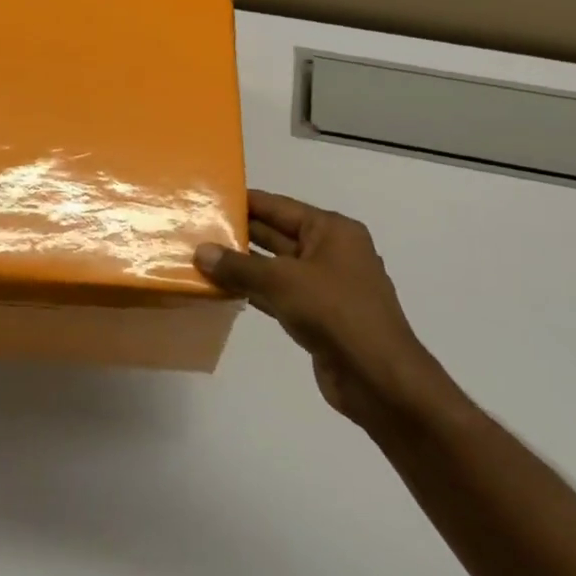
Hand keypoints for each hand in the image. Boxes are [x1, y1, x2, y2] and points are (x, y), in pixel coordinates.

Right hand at [195, 191, 445, 429]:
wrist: (379, 378)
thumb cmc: (335, 312)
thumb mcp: (282, 281)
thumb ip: (239, 266)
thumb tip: (200, 252)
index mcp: (332, 231)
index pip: (279, 206)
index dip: (245, 201)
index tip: (210, 197)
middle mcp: (331, 251)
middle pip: (277, 234)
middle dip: (239, 233)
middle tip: (197, 228)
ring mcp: (326, 285)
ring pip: (276, 267)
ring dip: (243, 265)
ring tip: (202, 258)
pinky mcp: (319, 316)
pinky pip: (280, 294)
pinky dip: (254, 291)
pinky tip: (223, 290)